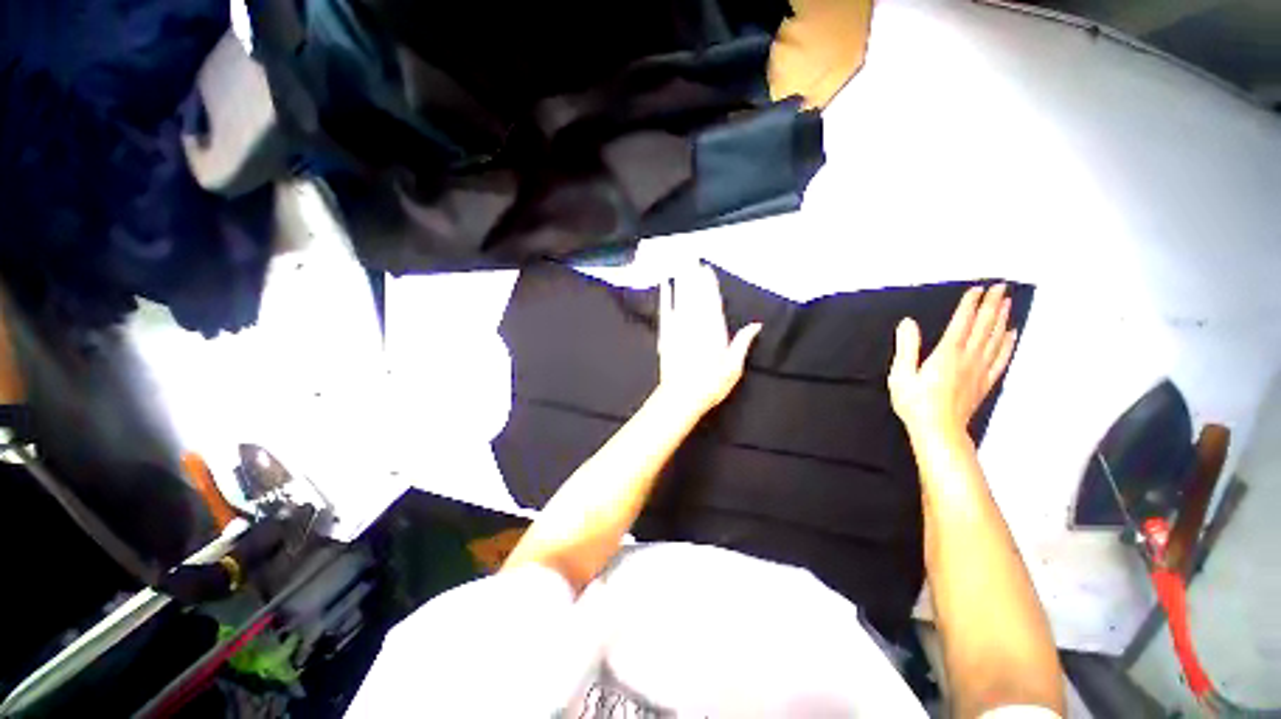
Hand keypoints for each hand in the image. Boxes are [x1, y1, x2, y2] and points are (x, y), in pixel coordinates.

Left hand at [656, 265, 761, 418]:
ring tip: (683, 265)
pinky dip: (666, 297)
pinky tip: (666, 285)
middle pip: (697, 297)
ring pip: (682, 300)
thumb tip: (756, 325)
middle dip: (696, 278)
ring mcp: (679, 329)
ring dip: (683, 281)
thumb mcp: (734, 368)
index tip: (708, 271)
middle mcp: (697, 326)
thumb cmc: (711, 385)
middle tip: (694, 260)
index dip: (710, 286)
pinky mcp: (666, 335)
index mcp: (715, 332)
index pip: (712, 303)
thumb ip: (743, 343)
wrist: (681, 397)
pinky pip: (666, 311)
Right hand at [888, 284, 1016, 436]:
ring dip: (1002, 319)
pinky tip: (1012, 335)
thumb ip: (906, 347)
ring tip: (1008, 303)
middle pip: (984, 327)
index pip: (962, 323)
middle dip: (992, 305)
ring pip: (995, 340)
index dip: (970, 304)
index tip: (977, 289)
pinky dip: (1008, 345)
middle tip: (1001, 288)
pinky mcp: (984, 383)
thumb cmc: (916, 404)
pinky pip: (1001, 359)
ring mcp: (979, 371)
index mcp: (946, 355)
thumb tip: (907, 324)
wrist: (938, 430)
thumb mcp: (900, 374)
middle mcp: (967, 359)